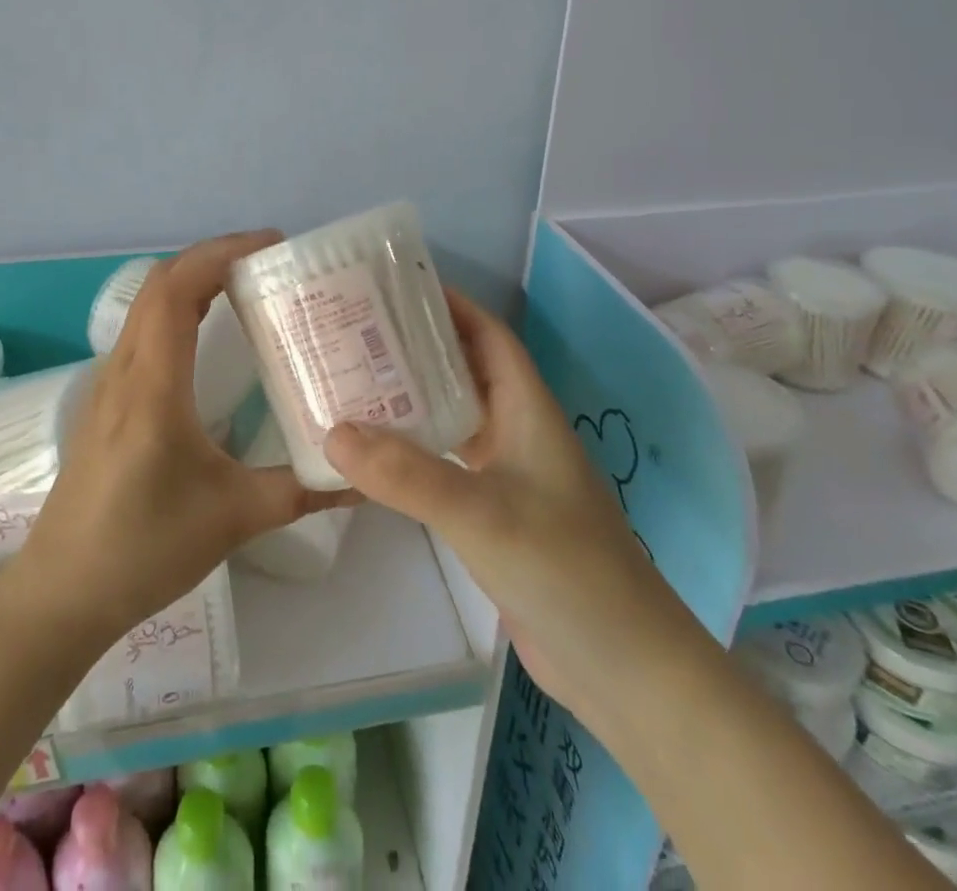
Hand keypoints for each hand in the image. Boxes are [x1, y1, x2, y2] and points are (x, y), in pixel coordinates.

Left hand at [10, 231, 353, 646]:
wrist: (62, 593)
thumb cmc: (143, 549)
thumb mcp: (234, 518)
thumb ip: (302, 491)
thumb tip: (361, 476)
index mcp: (153, 385)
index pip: (178, 289)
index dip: (222, 253)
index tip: (272, 246)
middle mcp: (125, 370)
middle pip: (161, 283)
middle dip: (213, 257)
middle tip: (268, 262)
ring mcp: (109, 383)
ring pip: (147, 305)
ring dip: (193, 280)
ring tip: (246, 287)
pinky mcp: (107, 401)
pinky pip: (143, 331)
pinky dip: (177, 309)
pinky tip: (208, 336)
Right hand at [324, 288, 691, 711]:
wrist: (623, 669)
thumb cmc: (564, 570)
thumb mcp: (482, 514)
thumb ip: (408, 474)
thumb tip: (333, 432)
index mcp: (528, 411)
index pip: (489, 336)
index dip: (451, 305)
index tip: (396, 288)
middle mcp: (518, 433)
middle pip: (465, 371)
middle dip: (417, 348)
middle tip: (356, 334)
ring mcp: (508, 476)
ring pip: (454, 418)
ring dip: (412, 400)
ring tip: (353, 384)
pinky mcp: (495, 515)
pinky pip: (447, 465)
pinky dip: (414, 452)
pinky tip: (376, 456)